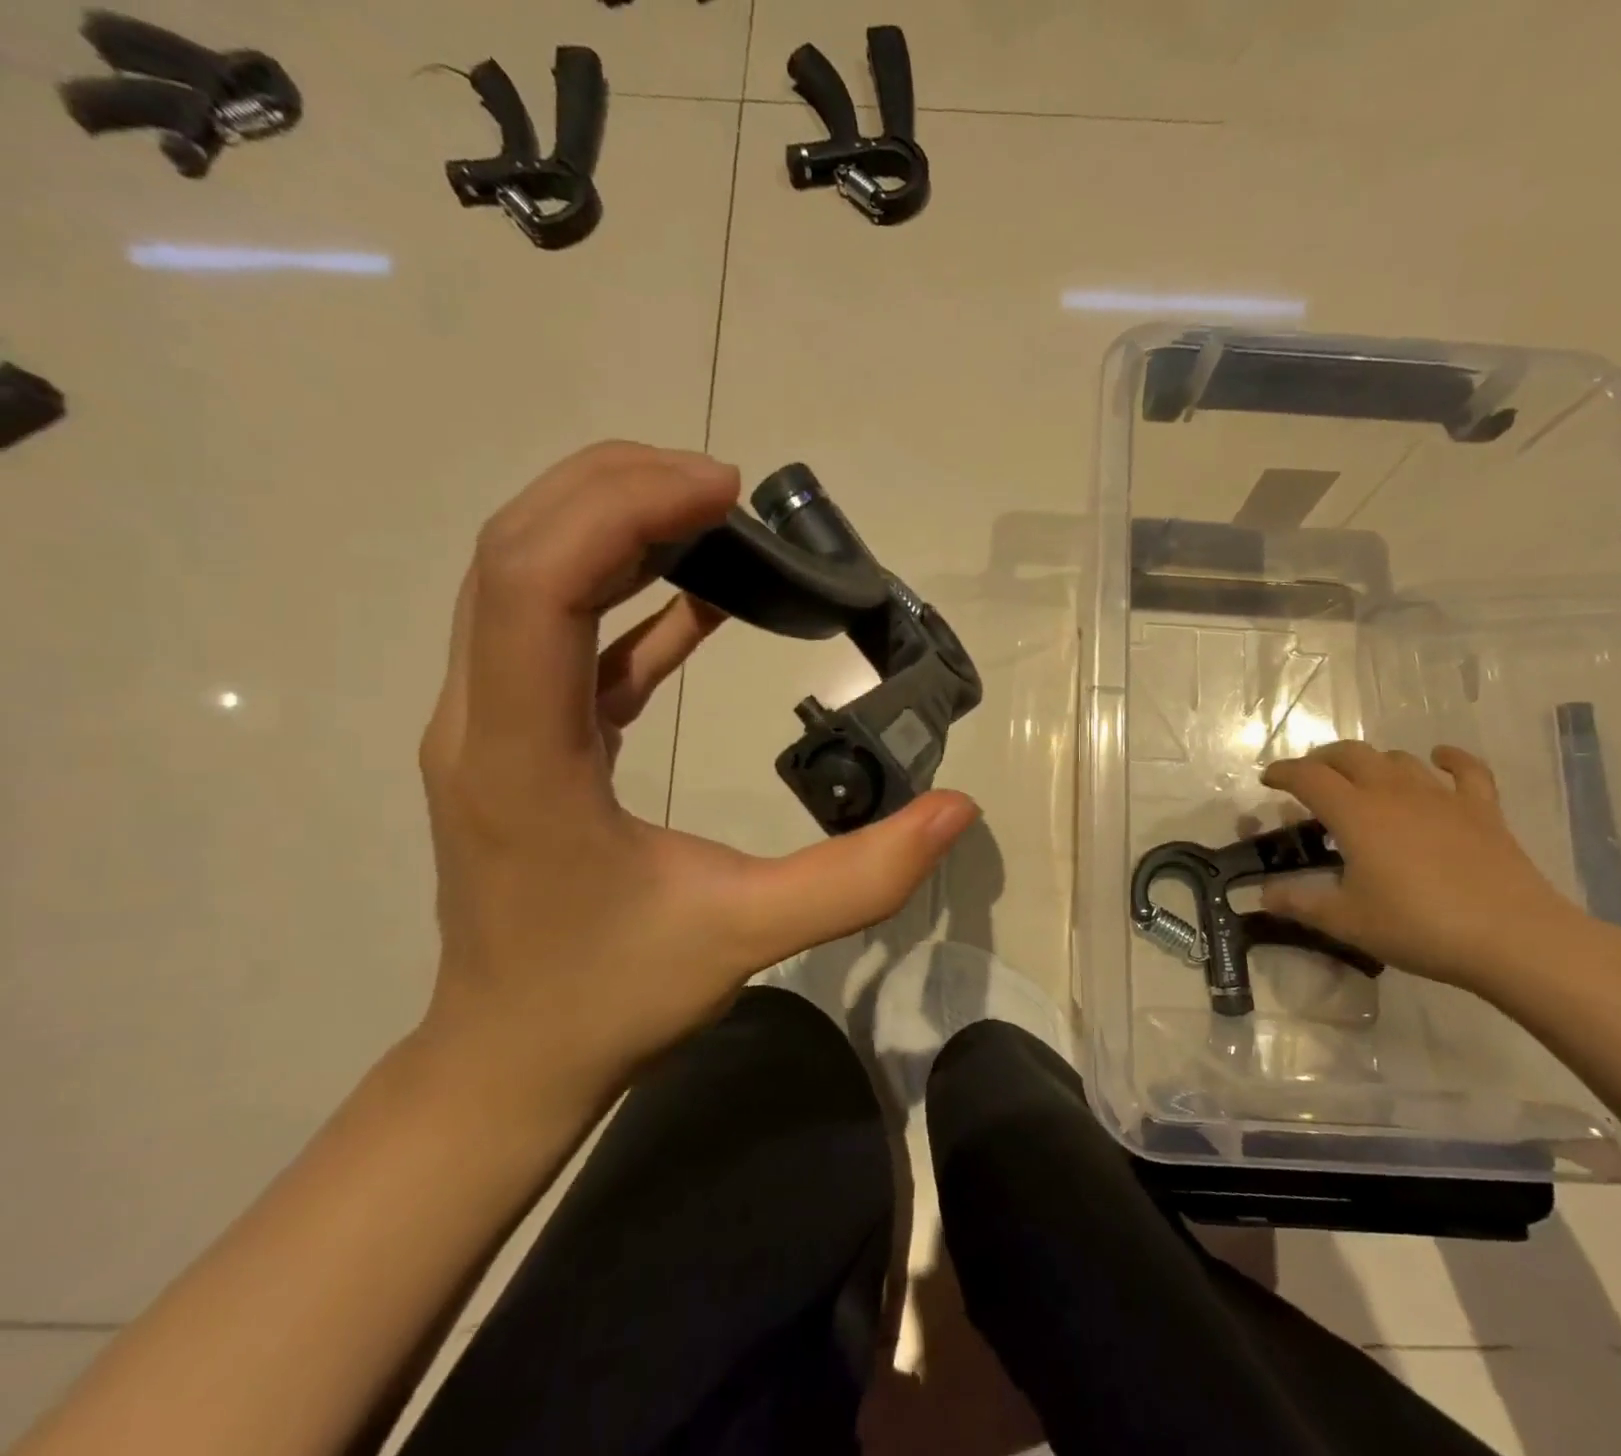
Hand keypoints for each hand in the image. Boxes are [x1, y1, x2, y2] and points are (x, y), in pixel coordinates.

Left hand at [415, 442, 977, 1119]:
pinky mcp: (524, 737)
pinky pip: (564, 637)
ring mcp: (493, 725)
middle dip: (615, 489)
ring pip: (524, 579)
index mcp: (523, 758)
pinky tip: (703, 597)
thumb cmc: (613, 998)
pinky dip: (628, 597)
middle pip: (517, 552)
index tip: (722, 492)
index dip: (623, 511)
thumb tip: (958, 809)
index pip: (535, 584)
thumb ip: (861, 876)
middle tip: (725, 486)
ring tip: (713, 515)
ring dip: (612, 525)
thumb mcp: (747, 938)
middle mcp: (483, 721)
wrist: (510, 1057)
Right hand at [1260, 741, 1582, 992]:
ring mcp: (1441, 797)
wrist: (1514, 938)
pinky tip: (1439, 758)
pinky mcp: (1481, 809)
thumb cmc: (1419, 926)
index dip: (1282, 773)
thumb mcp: (1347, 921)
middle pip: (1350, 754)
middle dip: (1322, 759)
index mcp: (1355, 813)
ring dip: (1372, 762)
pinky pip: (1465, 769)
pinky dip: (1448, 758)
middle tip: (1309, 778)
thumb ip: (1300, 903)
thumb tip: (1263, 894)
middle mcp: (1392, 792)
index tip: (1267, 780)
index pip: (1308, 777)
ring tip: (1361, 779)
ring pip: (1397, 759)